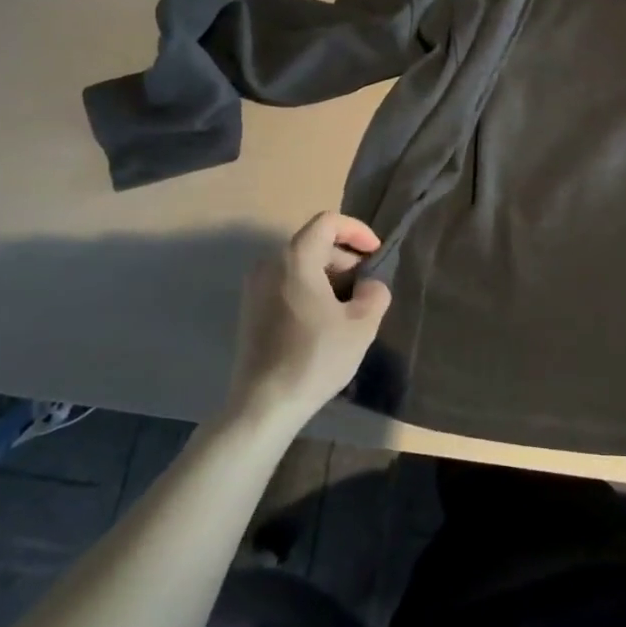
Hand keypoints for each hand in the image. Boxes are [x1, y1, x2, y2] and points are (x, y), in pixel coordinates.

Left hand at [227, 213, 392, 429]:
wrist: (264, 404)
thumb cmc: (315, 357)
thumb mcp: (361, 325)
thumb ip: (374, 294)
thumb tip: (370, 286)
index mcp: (294, 259)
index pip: (327, 223)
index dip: (356, 231)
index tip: (376, 253)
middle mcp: (268, 265)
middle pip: (312, 243)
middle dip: (344, 257)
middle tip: (366, 283)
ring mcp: (254, 288)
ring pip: (298, 265)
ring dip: (328, 275)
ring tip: (349, 304)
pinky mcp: (250, 310)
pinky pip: (285, 284)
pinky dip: (308, 289)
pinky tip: (324, 320)